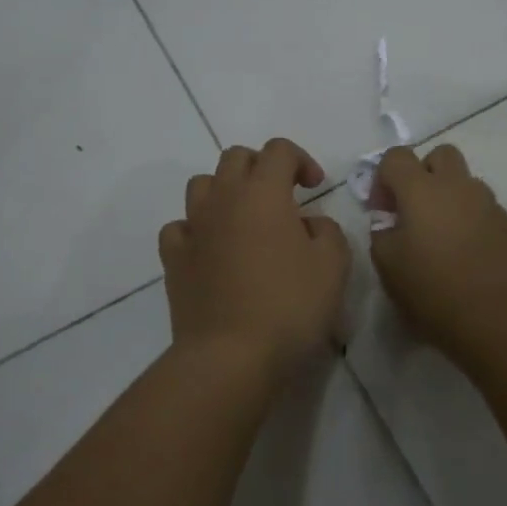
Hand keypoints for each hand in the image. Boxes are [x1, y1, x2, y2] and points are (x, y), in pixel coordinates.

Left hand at [159, 138, 351, 377]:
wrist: (231, 355)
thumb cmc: (289, 305)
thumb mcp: (333, 266)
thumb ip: (327, 231)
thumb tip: (308, 224)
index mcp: (263, 192)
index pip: (279, 150)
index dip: (300, 160)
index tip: (314, 187)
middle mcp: (223, 198)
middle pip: (236, 158)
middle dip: (261, 167)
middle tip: (282, 197)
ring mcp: (193, 228)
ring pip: (202, 185)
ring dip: (225, 191)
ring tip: (245, 219)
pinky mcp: (173, 259)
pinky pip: (180, 227)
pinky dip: (197, 229)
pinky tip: (212, 249)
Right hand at [370, 144, 506, 361]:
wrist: (502, 322)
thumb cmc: (435, 293)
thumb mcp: (388, 266)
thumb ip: (382, 232)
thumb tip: (391, 220)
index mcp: (423, 190)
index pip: (396, 157)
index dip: (383, 178)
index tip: (382, 210)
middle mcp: (459, 187)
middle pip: (440, 155)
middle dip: (422, 174)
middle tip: (413, 212)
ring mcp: (490, 204)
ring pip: (464, 183)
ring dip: (448, 198)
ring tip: (442, 240)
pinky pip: (483, 209)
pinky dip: (470, 221)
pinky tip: (467, 256)